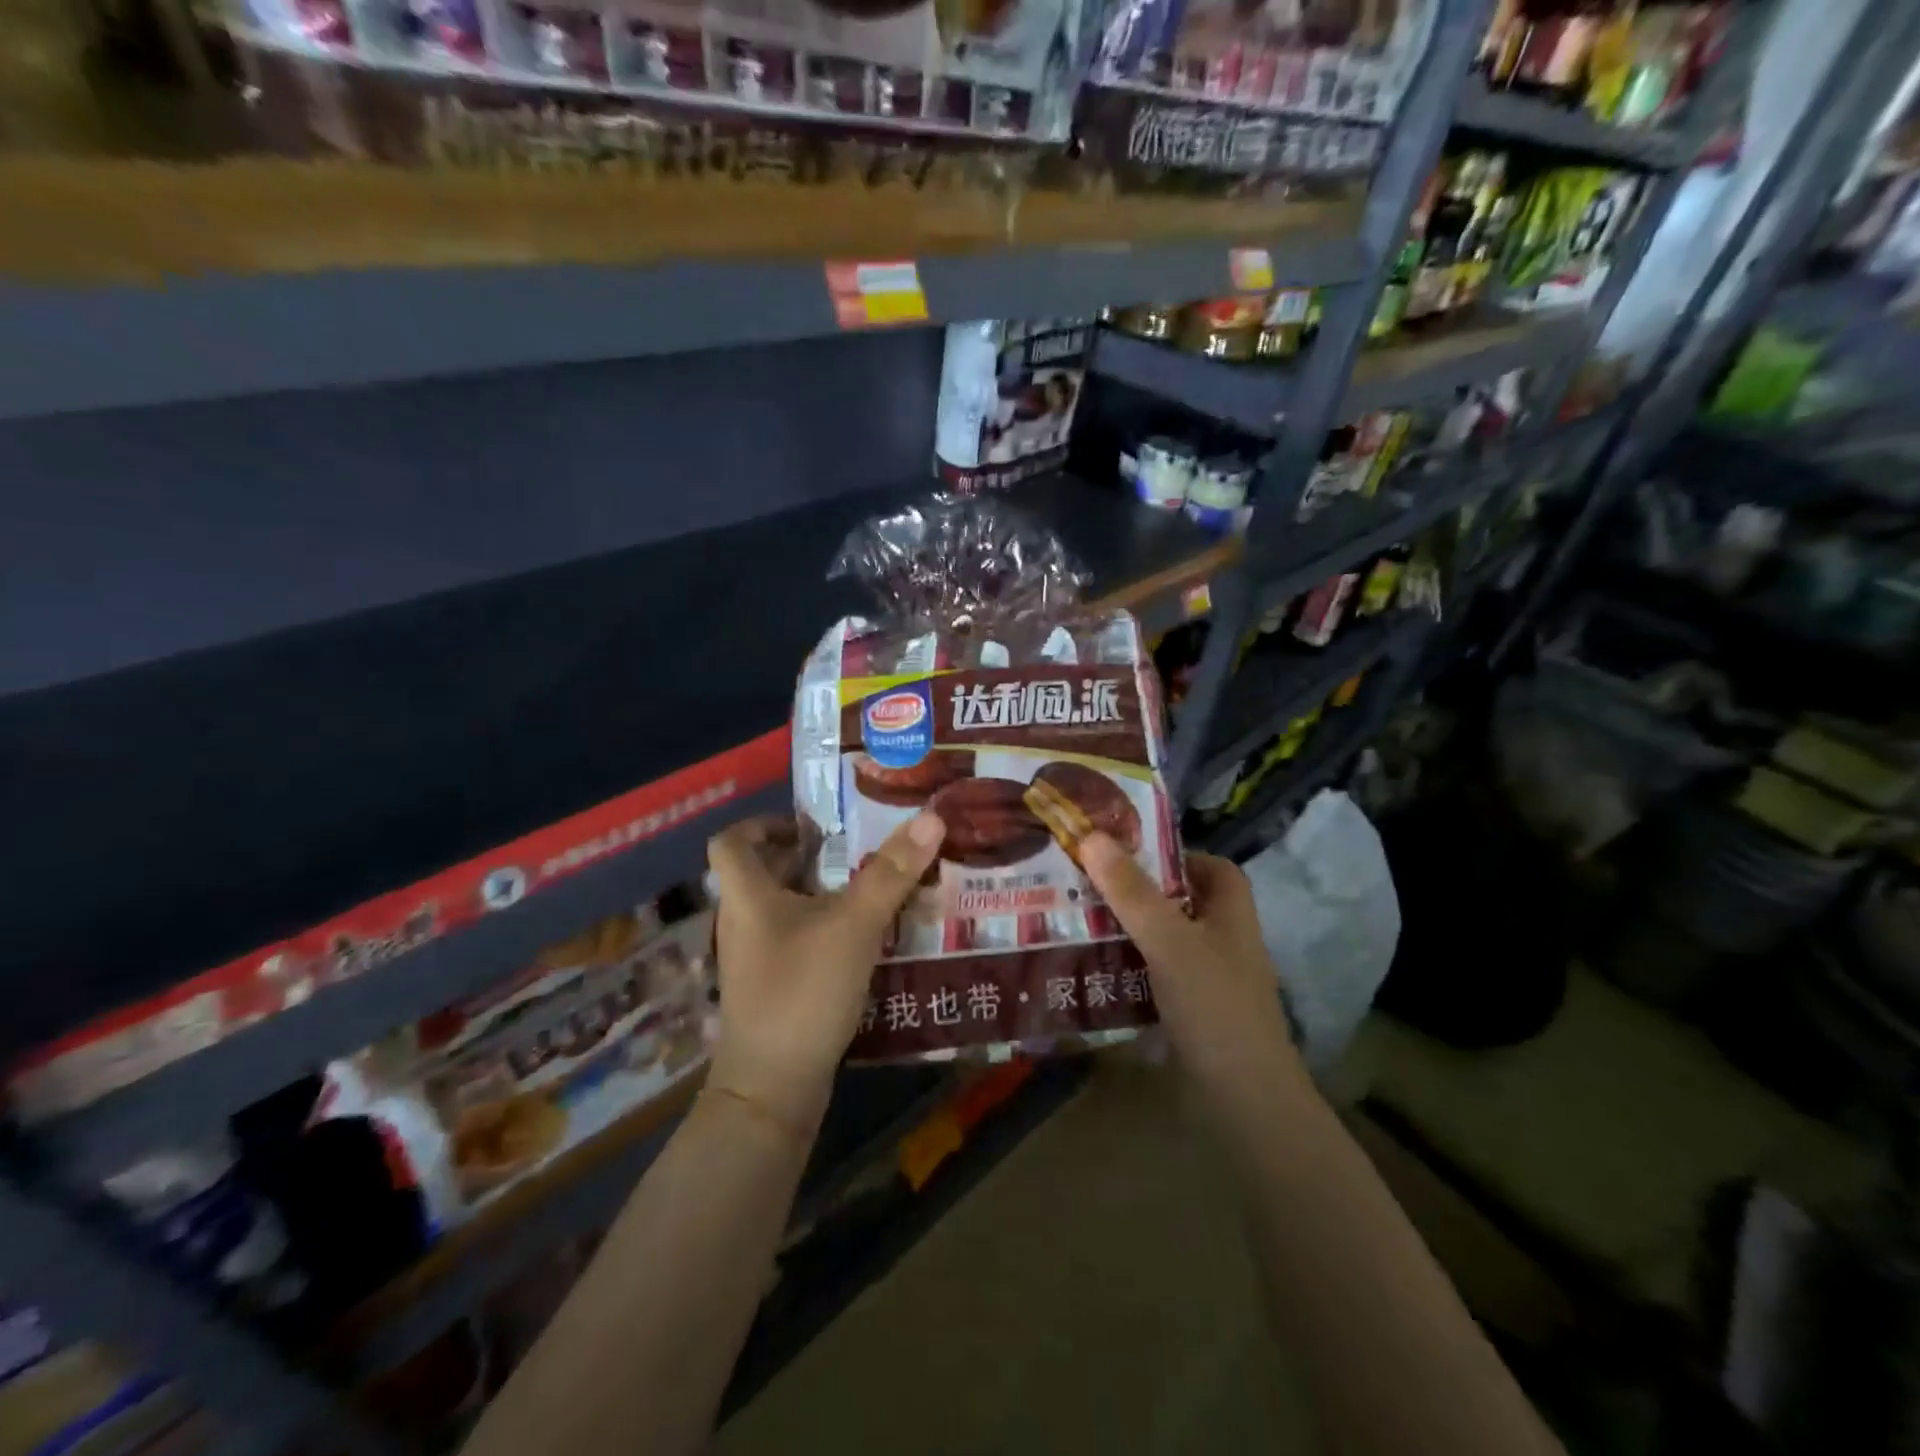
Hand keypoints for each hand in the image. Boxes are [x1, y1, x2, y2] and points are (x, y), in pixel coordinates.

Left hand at [704, 812, 945, 1124]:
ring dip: (818, 893)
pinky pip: (794, 941)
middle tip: (855, 849)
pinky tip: (862, 939)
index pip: (731, 841)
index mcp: (747, 896)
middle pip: (761, 872)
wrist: (772, 1090)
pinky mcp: (771, 989)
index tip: (811, 824)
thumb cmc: (803, 991)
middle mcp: (742, 923)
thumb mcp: (854, 925)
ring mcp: (754, 960)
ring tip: (868, 887)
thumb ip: (892, 873)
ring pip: (781, 908)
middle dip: (806, 855)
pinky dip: (822, 929)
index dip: (764, 823)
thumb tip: (931, 817)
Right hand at [1079, 833, 1304, 1108]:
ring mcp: (1207, 978)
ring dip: (1124, 929)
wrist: (1243, 1100)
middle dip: (1135, 891)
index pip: (1210, 866)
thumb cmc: (1214, 1005)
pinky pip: (1153, 974)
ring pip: (1161, 938)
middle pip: (1178, 900)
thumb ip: (1131, 891)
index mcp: (1231, 912)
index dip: (1173, 855)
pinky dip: (1126, 966)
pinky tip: (1090, 966)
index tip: (1126, 853)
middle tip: (1085, 882)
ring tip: (1076, 918)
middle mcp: (1223, 939)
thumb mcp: (1169, 940)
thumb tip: (1092, 835)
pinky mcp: (1190, 1010)